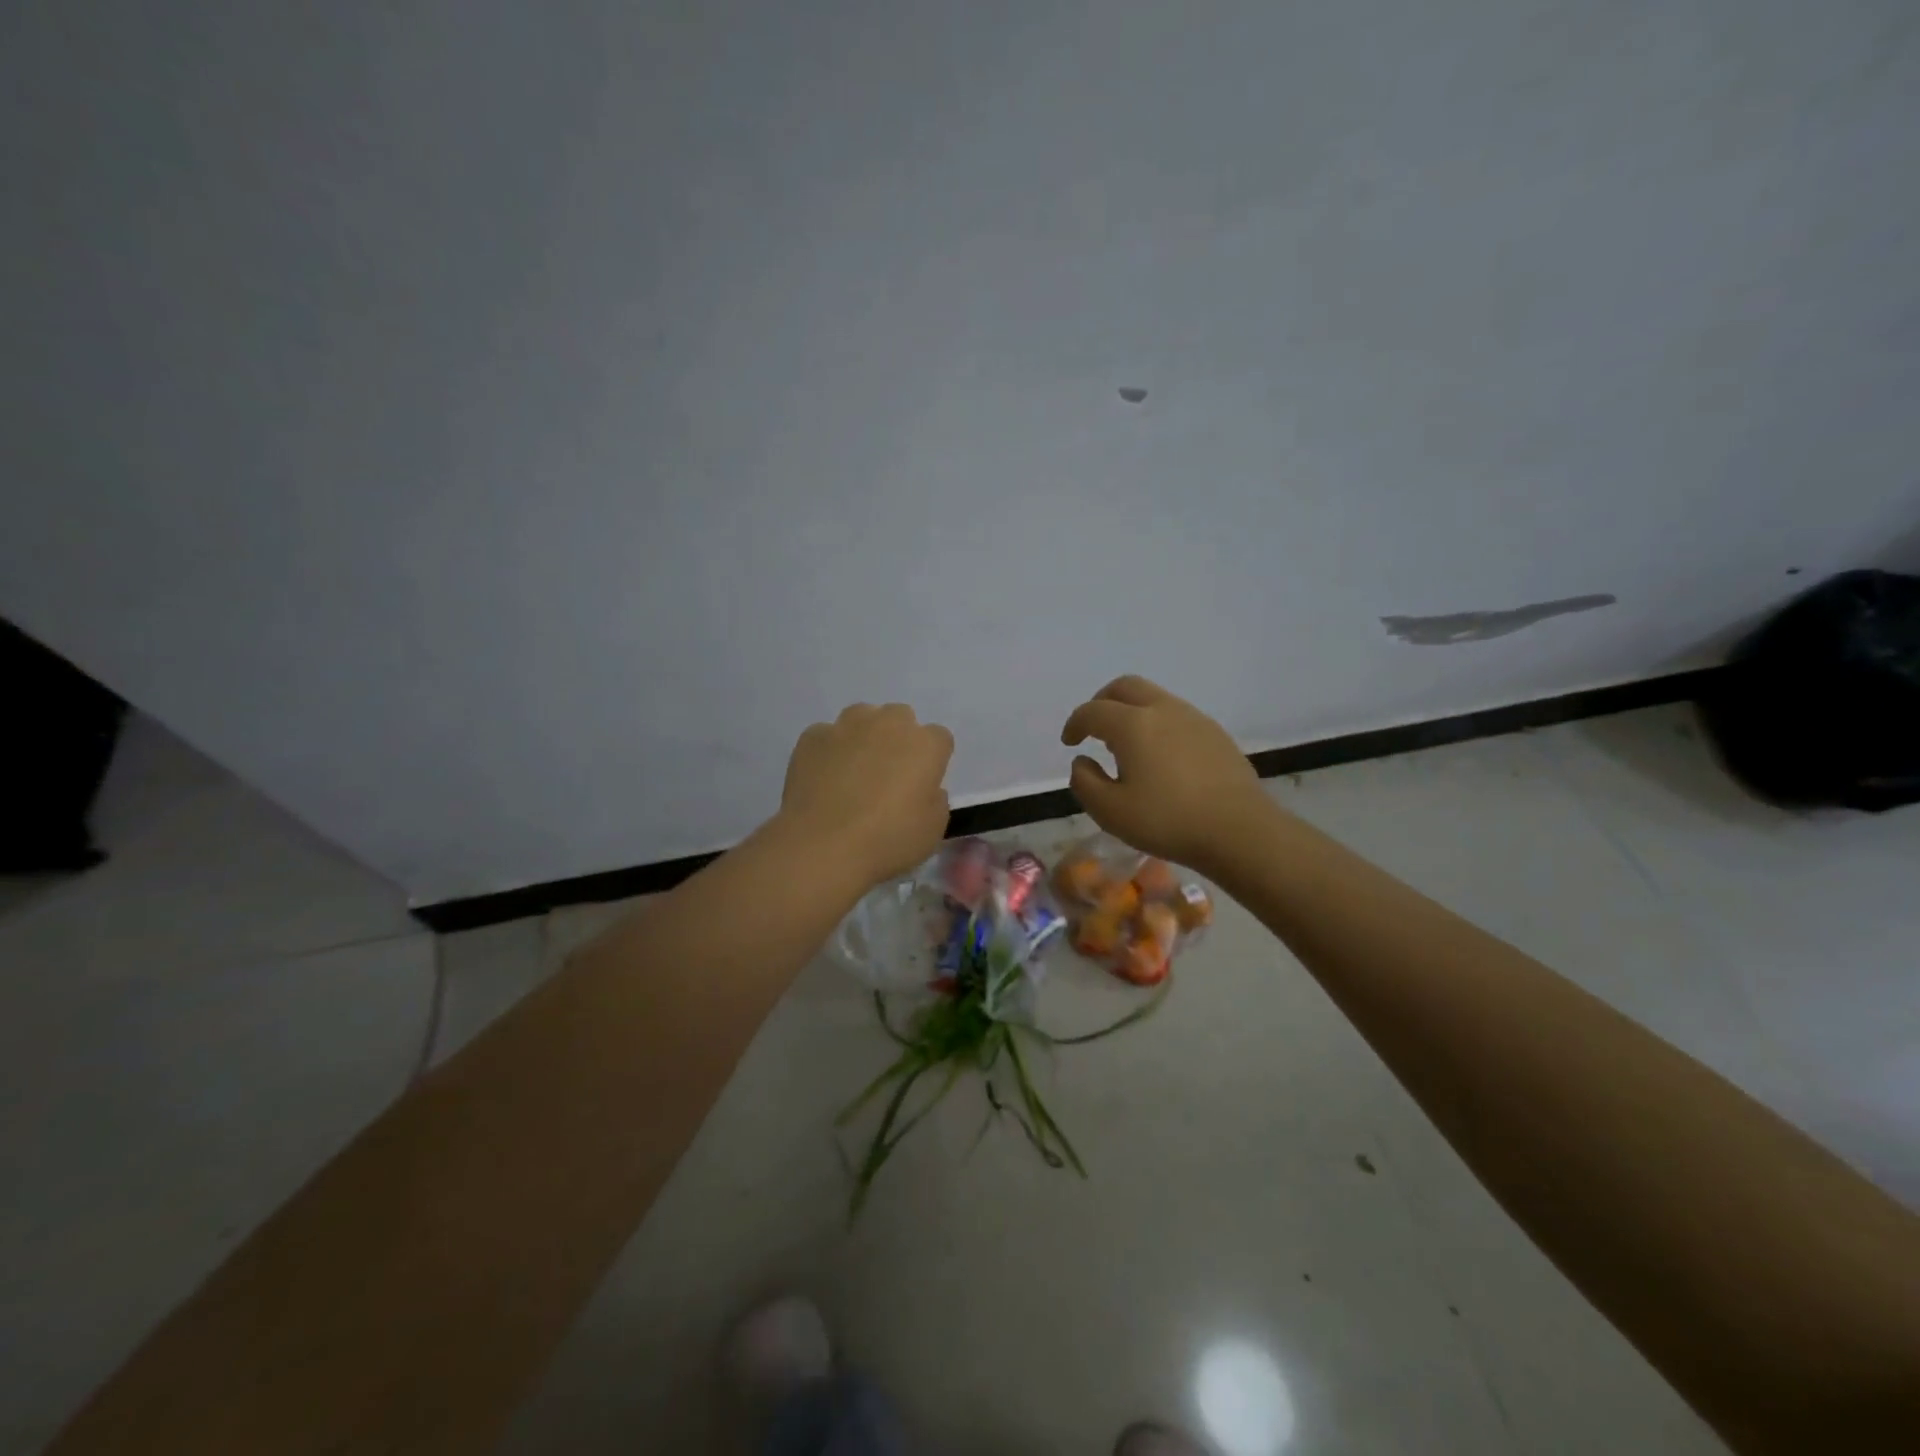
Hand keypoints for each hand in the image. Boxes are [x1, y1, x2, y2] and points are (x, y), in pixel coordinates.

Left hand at [779, 703, 954, 887]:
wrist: (823, 846)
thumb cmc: (888, 840)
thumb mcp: (933, 830)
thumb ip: (935, 800)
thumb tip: (925, 789)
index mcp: (926, 745)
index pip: (939, 739)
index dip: (932, 761)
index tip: (922, 784)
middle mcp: (889, 724)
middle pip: (900, 718)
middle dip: (898, 739)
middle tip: (888, 775)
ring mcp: (847, 726)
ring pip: (862, 717)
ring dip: (863, 737)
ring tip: (852, 772)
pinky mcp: (812, 736)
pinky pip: (826, 736)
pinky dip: (828, 751)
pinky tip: (822, 779)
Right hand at [1061, 675, 1273, 871]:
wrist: (1240, 830)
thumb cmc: (1168, 821)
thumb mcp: (1110, 812)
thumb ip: (1085, 782)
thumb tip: (1082, 761)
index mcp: (1132, 725)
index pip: (1092, 711)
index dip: (1075, 723)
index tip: (1070, 742)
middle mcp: (1162, 709)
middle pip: (1125, 687)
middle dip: (1102, 702)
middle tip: (1093, 728)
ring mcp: (1193, 718)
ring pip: (1153, 697)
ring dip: (1131, 711)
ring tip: (1126, 744)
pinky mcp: (1215, 733)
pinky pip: (1176, 714)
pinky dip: (1156, 723)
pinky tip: (1159, 756)